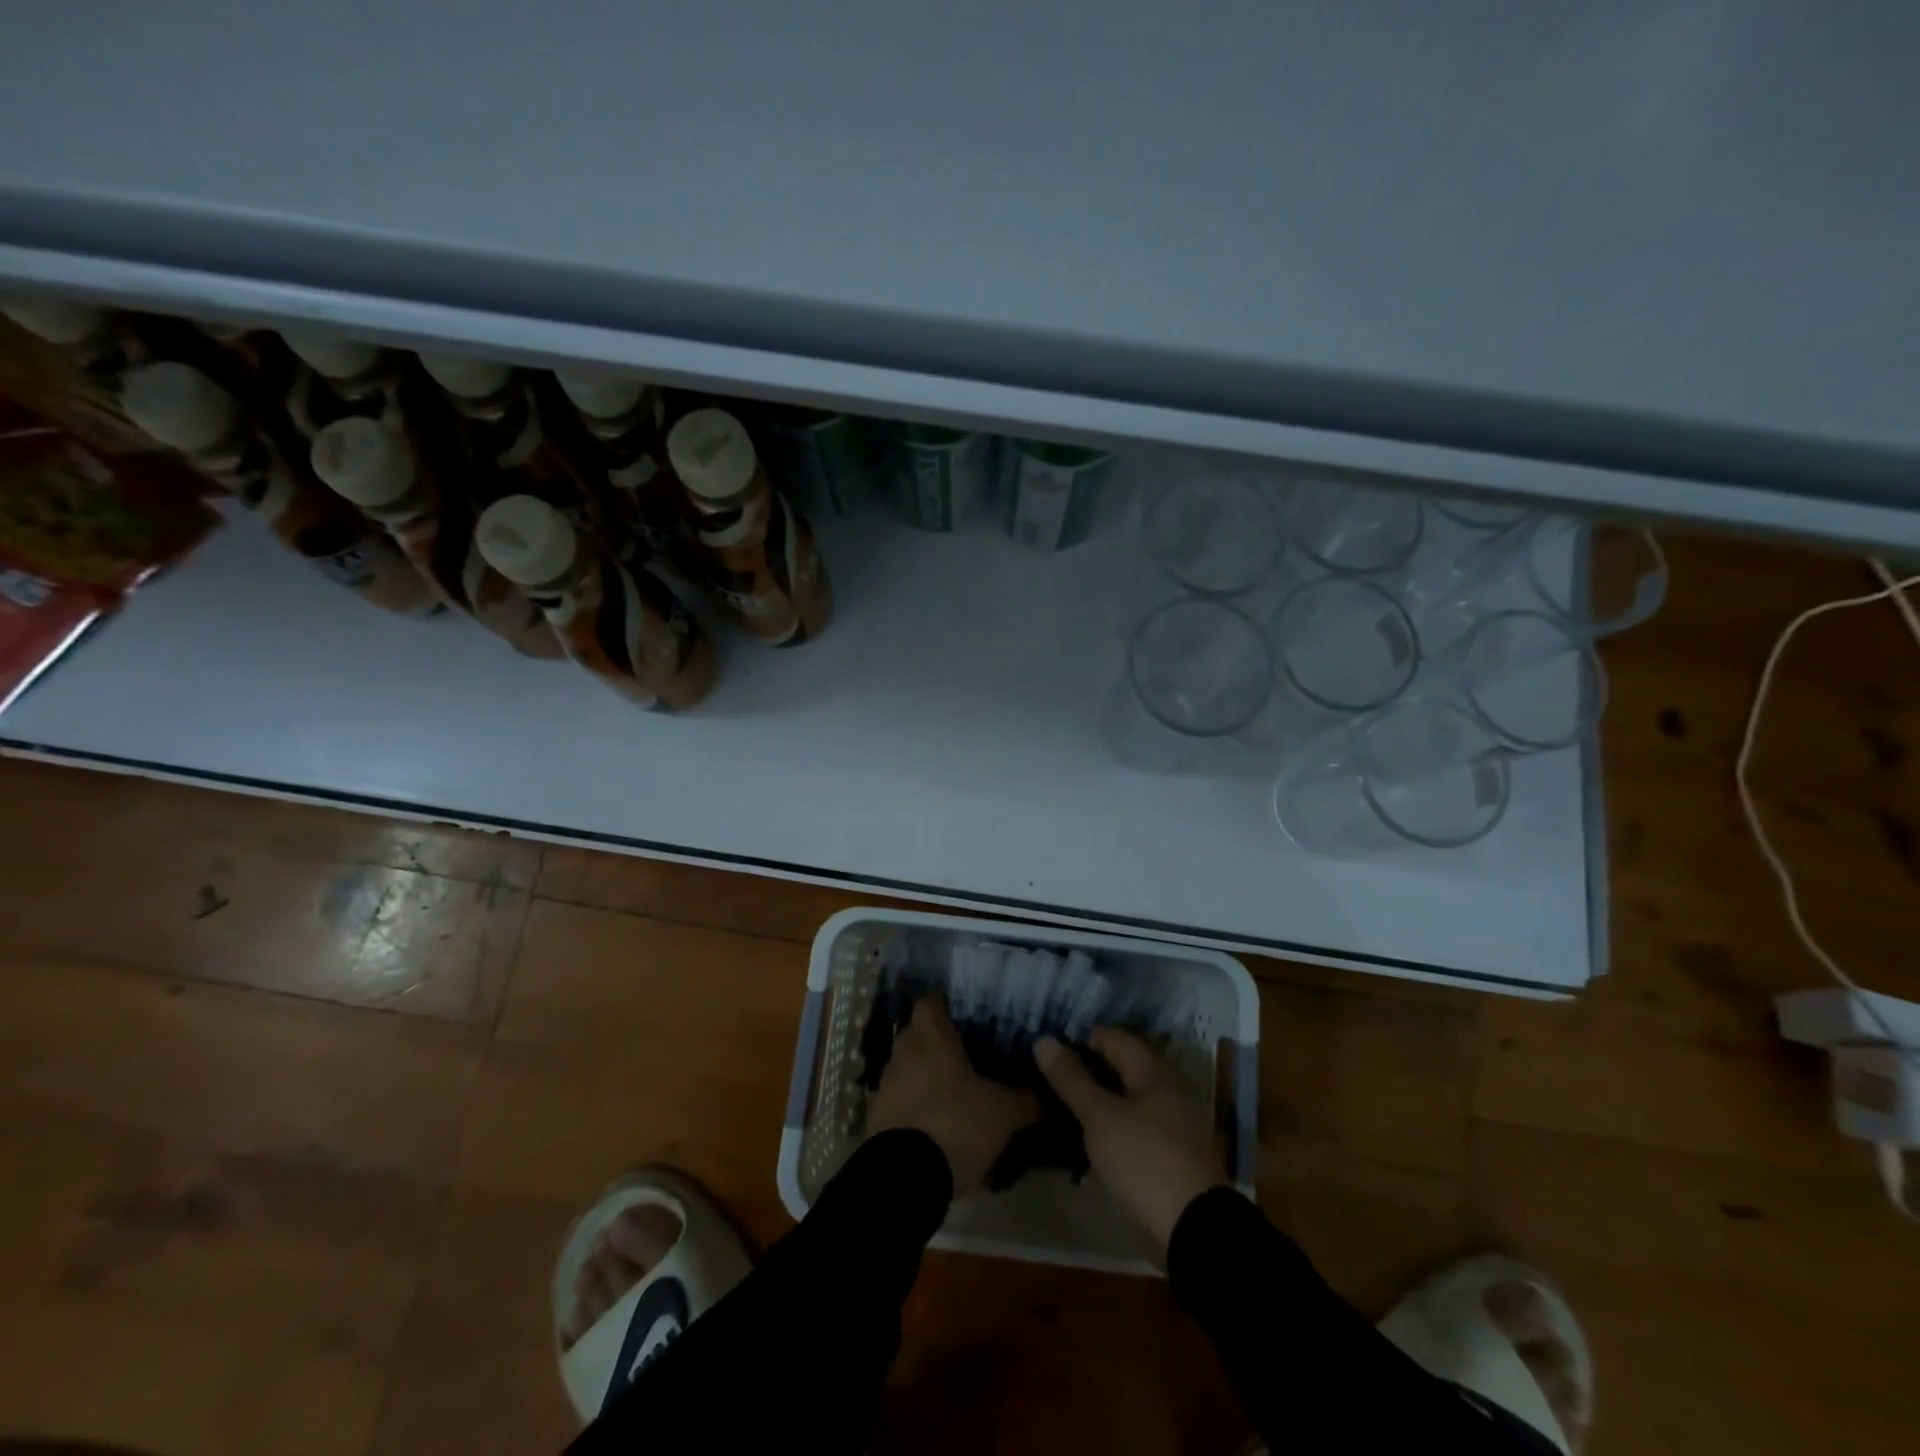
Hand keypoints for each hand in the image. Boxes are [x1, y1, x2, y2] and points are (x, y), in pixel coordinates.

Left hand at [867, 996, 1038, 1190]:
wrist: (903, 1178)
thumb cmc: (955, 1124)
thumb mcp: (1002, 1113)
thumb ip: (1024, 1099)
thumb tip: (1045, 1094)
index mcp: (930, 1037)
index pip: (932, 1002)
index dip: (948, 1005)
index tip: (968, 1016)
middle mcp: (903, 1052)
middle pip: (919, 1035)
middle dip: (940, 1044)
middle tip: (970, 1056)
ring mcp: (885, 1085)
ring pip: (908, 1068)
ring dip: (927, 1077)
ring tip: (956, 1095)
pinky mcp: (876, 1118)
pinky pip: (900, 1100)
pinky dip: (916, 1107)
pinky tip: (938, 1125)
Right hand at [1036, 1028, 1227, 1255]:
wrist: (1196, 1232)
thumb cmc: (1145, 1162)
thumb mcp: (1100, 1118)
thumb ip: (1071, 1079)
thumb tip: (1043, 1039)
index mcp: (1153, 1071)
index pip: (1111, 1037)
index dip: (1078, 1039)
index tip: (1047, 1053)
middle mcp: (1167, 1088)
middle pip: (1120, 1065)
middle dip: (1086, 1069)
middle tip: (1048, 1079)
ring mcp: (1172, 1122)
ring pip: (1126, 1096)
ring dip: (1097, 1098)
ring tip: (1061, 1106)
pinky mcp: (1170, 1152)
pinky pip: (1134, 1123)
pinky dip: (1111, 1122)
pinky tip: (1088, 1136)